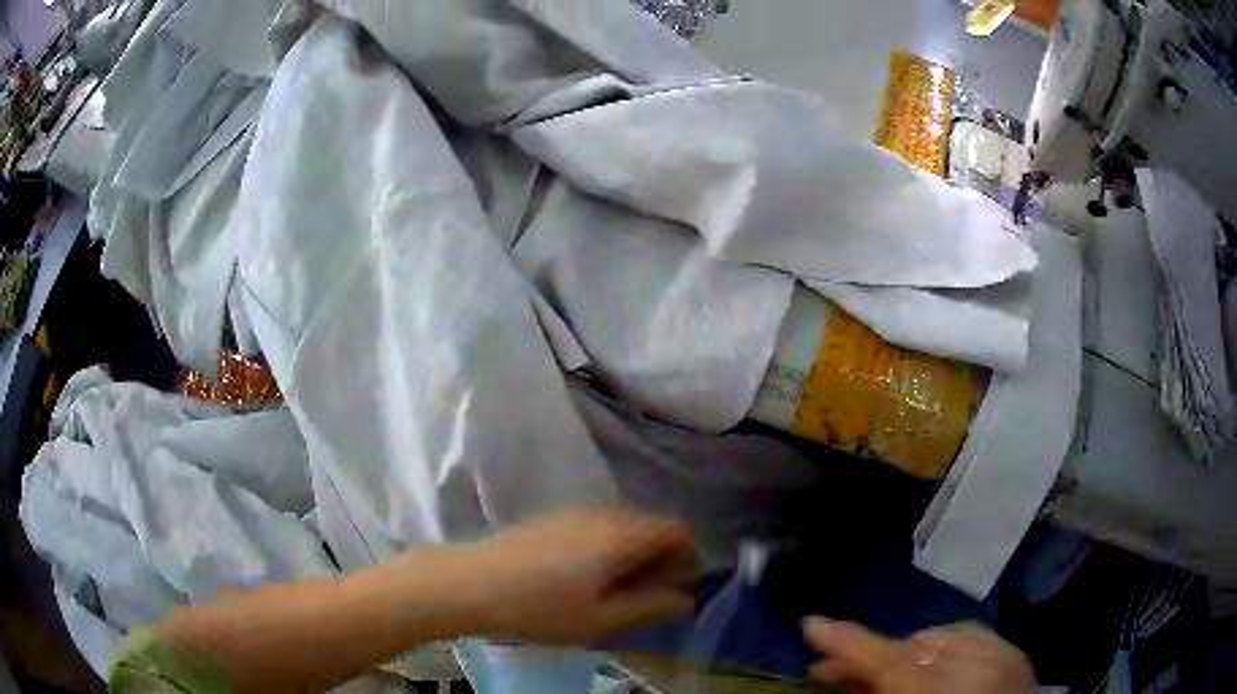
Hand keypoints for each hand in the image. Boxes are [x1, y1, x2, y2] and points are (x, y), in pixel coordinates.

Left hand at [464, 509, 695, 643]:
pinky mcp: (550, 518)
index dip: (687, 555)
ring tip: (611, 591)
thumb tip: (685, 598)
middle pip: (650, 525)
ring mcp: (574, 512)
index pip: (676, 527)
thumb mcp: (602, 619)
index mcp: (621, 536)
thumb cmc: (542, 607)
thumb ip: (650, 606)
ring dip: (631, 553)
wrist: (472, 583)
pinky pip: (595, 527)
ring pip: (621, 526)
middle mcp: (603, 514)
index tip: (675, 587)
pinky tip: (578, 578)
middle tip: (644, 596)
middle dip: (659, 557)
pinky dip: (605, 548)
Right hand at [804, 618, 1035, 693]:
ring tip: (886, 671)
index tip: (812, 625)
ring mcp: (1004, 656)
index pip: (890, 660)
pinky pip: (972, 635)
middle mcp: (979, 667)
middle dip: (871, 655)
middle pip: (913, 646)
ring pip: (943, 635)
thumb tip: (840, 675)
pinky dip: (946, 645)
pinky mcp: (1016, 654)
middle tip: (833, 671)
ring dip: (908, 651)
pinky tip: (934, 661)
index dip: (849, 643)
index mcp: (942, 692)